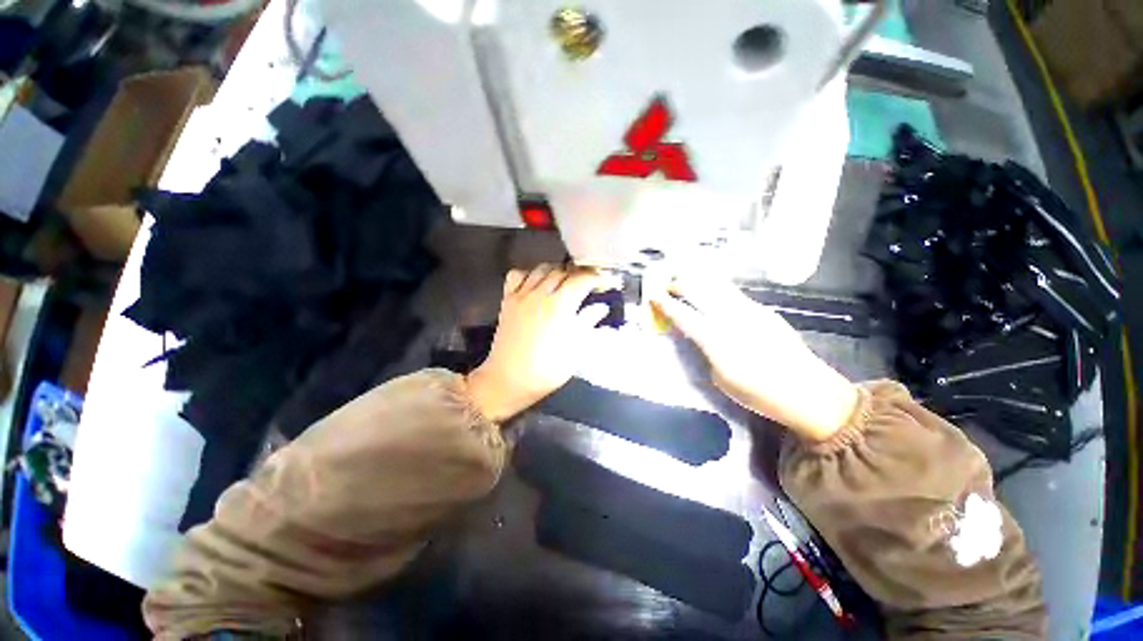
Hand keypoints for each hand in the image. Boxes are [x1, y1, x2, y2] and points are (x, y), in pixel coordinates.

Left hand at [467, 265, 612, 422]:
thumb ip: (587, 323)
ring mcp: (521, 295)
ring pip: (541, 269)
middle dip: (579, 274)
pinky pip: (516, 275)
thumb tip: (601, 307)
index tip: (605, 283)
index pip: (582, 279)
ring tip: (564, 282)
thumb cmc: (546, 370)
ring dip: (556, 271)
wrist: (508, 380)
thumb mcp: (575, 350)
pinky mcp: (507, 300)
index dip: (596, 278)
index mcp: (560, 306)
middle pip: (562, 271)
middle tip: (588, 284)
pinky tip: (536, 284)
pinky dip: (529, 273)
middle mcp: (540, 294)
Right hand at [650, 276, 859, 441]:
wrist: (808, 391)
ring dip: (698, 282)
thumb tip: (695, 336)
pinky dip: (716, 290)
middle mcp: (732, 318)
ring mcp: (751, 310)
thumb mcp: (720, 378)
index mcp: (717, 340)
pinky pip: (733, 294)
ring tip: (686, 282)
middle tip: (667, 287)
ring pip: (717, 286)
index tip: (651, 295)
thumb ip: (703, 352)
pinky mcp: (764, 310)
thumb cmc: (759, 393)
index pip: (683, 315)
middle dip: (679, 284)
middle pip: (699, 290)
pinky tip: (713, 297)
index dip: (664, 303)